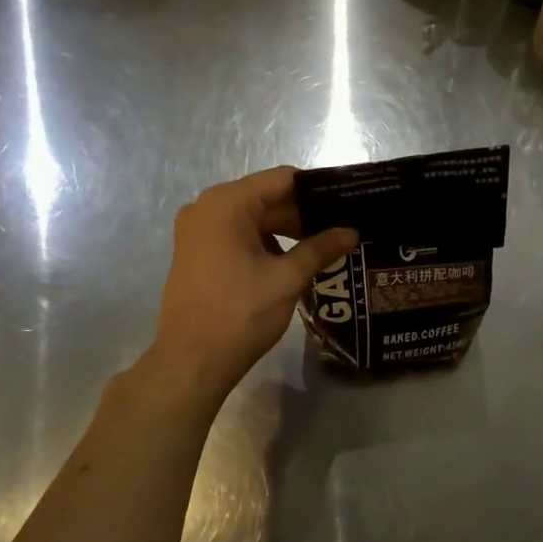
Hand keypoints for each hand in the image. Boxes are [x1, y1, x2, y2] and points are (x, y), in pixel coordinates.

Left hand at [149, 167, 357, 398]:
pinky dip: (264, 243)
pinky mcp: (195, 252)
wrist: (191, 362)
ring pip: (252, 218)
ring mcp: (196, 230)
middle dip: (303, 213)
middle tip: (342, 228)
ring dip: (285, 230)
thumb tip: (351, 232)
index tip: (348, 201)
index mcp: (227, 204)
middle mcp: (206, 207)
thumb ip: (320, 248)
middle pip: (265, 197)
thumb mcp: (287, 279)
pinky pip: (236, 235)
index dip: (317, 189)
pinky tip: (292, 261)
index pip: (282, 179)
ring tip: (323, 246)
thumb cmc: (240, 314)